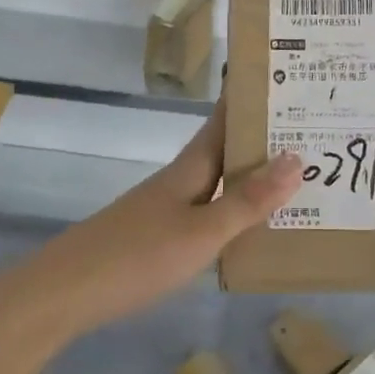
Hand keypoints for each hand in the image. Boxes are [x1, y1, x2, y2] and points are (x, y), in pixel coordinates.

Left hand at [8, 107, 301, 346]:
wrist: (63, 294)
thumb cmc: (136, 256)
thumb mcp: (201, 232)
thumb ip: (247, 200)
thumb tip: (296, 158)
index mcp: (190, 167)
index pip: (224, 119)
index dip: (250, 98)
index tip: (287, 79)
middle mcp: (180, 180)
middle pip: (225, 149)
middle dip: (262, 139)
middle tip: (312, 132)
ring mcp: (165, 208)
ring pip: (218, 181)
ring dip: (251, 176)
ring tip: (296, 178)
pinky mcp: (157, 237)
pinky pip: (208, 211)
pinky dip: (234, 209)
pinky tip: (250, 229)